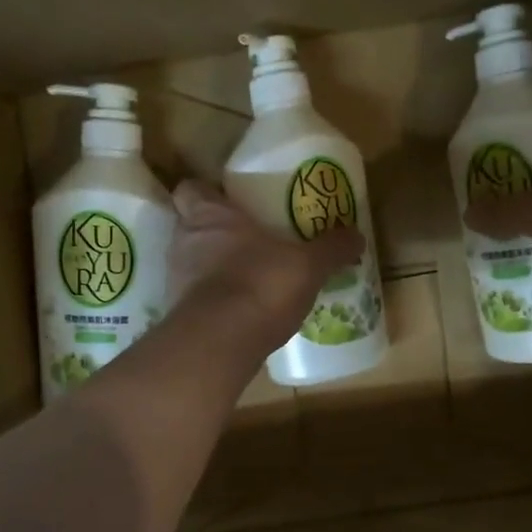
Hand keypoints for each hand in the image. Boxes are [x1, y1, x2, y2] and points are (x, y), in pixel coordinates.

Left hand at [168, 180, 363, 346]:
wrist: (221, 341)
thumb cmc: (260, 284)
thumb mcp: (308, 266)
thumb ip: (331, 249)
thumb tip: (357, 236)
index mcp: (209, 215)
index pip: (190, 189)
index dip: (206, 194)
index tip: (228, 202)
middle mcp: (183, 240)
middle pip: (191, 226)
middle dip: (214, 233)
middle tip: (247, 242)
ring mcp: (174, 279)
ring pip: (191, 263)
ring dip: (212, 269)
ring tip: (247, 279)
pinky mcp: (178, 314)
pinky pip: (195, 299)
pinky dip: (212, 302)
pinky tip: (239, 313)